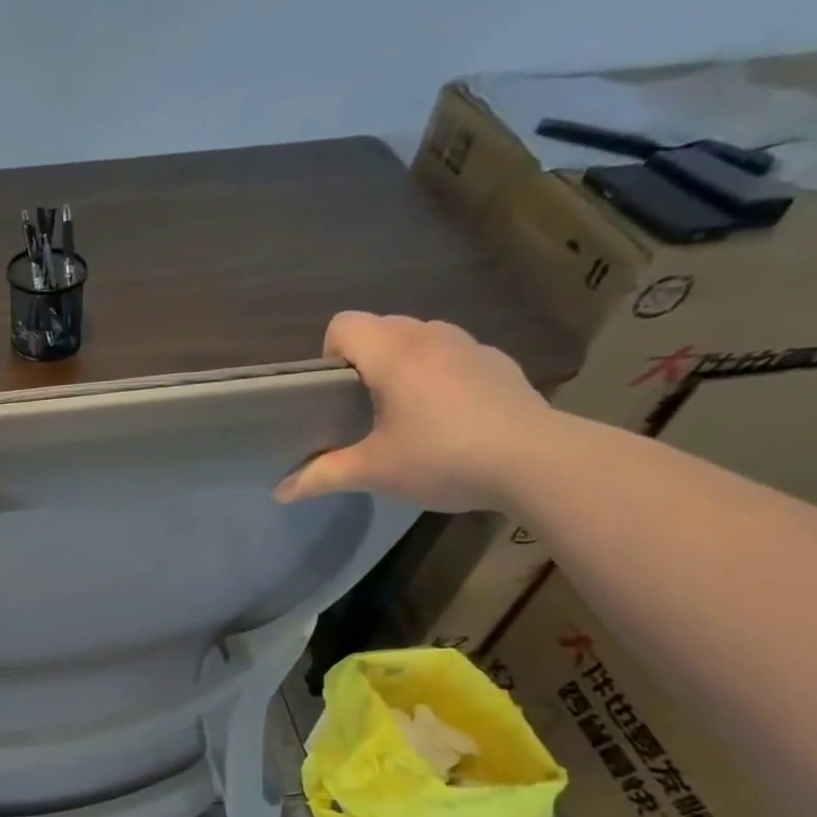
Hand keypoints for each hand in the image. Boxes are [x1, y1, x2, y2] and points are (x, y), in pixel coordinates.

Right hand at [273, 312, 553, 511]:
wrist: (536, 462)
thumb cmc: (442, 458)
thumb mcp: (373, 471)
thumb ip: (323, 476)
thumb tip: (280, 492)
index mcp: (393, 354)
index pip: (344, 324)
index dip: (330, 354)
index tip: (335, 394)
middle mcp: (430, 337)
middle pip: (381, 327)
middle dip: (365, 360)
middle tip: (364, 408)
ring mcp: (470, 346)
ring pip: (420, 338)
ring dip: (405, 363)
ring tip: (408, 410)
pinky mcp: (499, 363)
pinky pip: (454, 355)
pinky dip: (441, 374)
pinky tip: (451, 417)